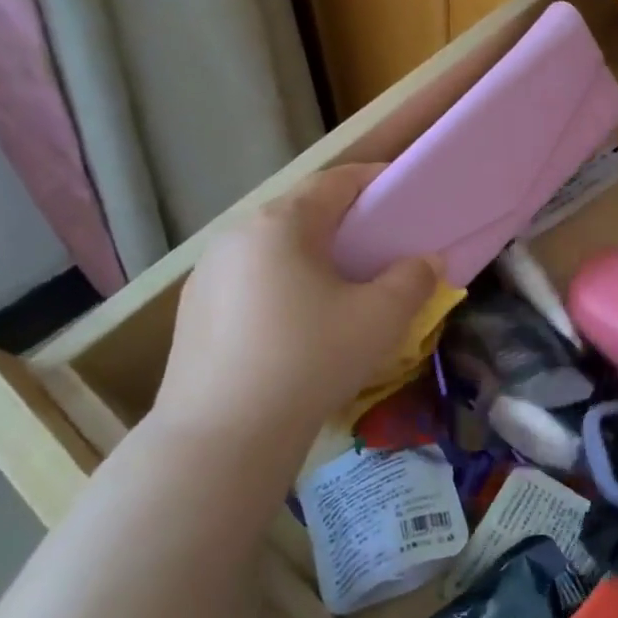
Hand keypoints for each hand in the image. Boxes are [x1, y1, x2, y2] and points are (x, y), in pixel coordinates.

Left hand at [154, 166, 439, 448]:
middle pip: (300, 214)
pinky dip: (281, 286)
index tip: (404, 193)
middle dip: (343, 222)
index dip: (374, 180)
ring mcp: (206, 275)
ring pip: (272, 250)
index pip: (335, 182)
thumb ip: (414, 279)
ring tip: (339, 288)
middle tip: (379, 246)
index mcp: (281, 224)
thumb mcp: (381, 318)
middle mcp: (235, 237)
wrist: (222, 437)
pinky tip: (296, 326)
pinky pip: (249, 282)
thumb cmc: (310, 360)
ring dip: (310, 256)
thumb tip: (426, 262)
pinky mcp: (192, 313)